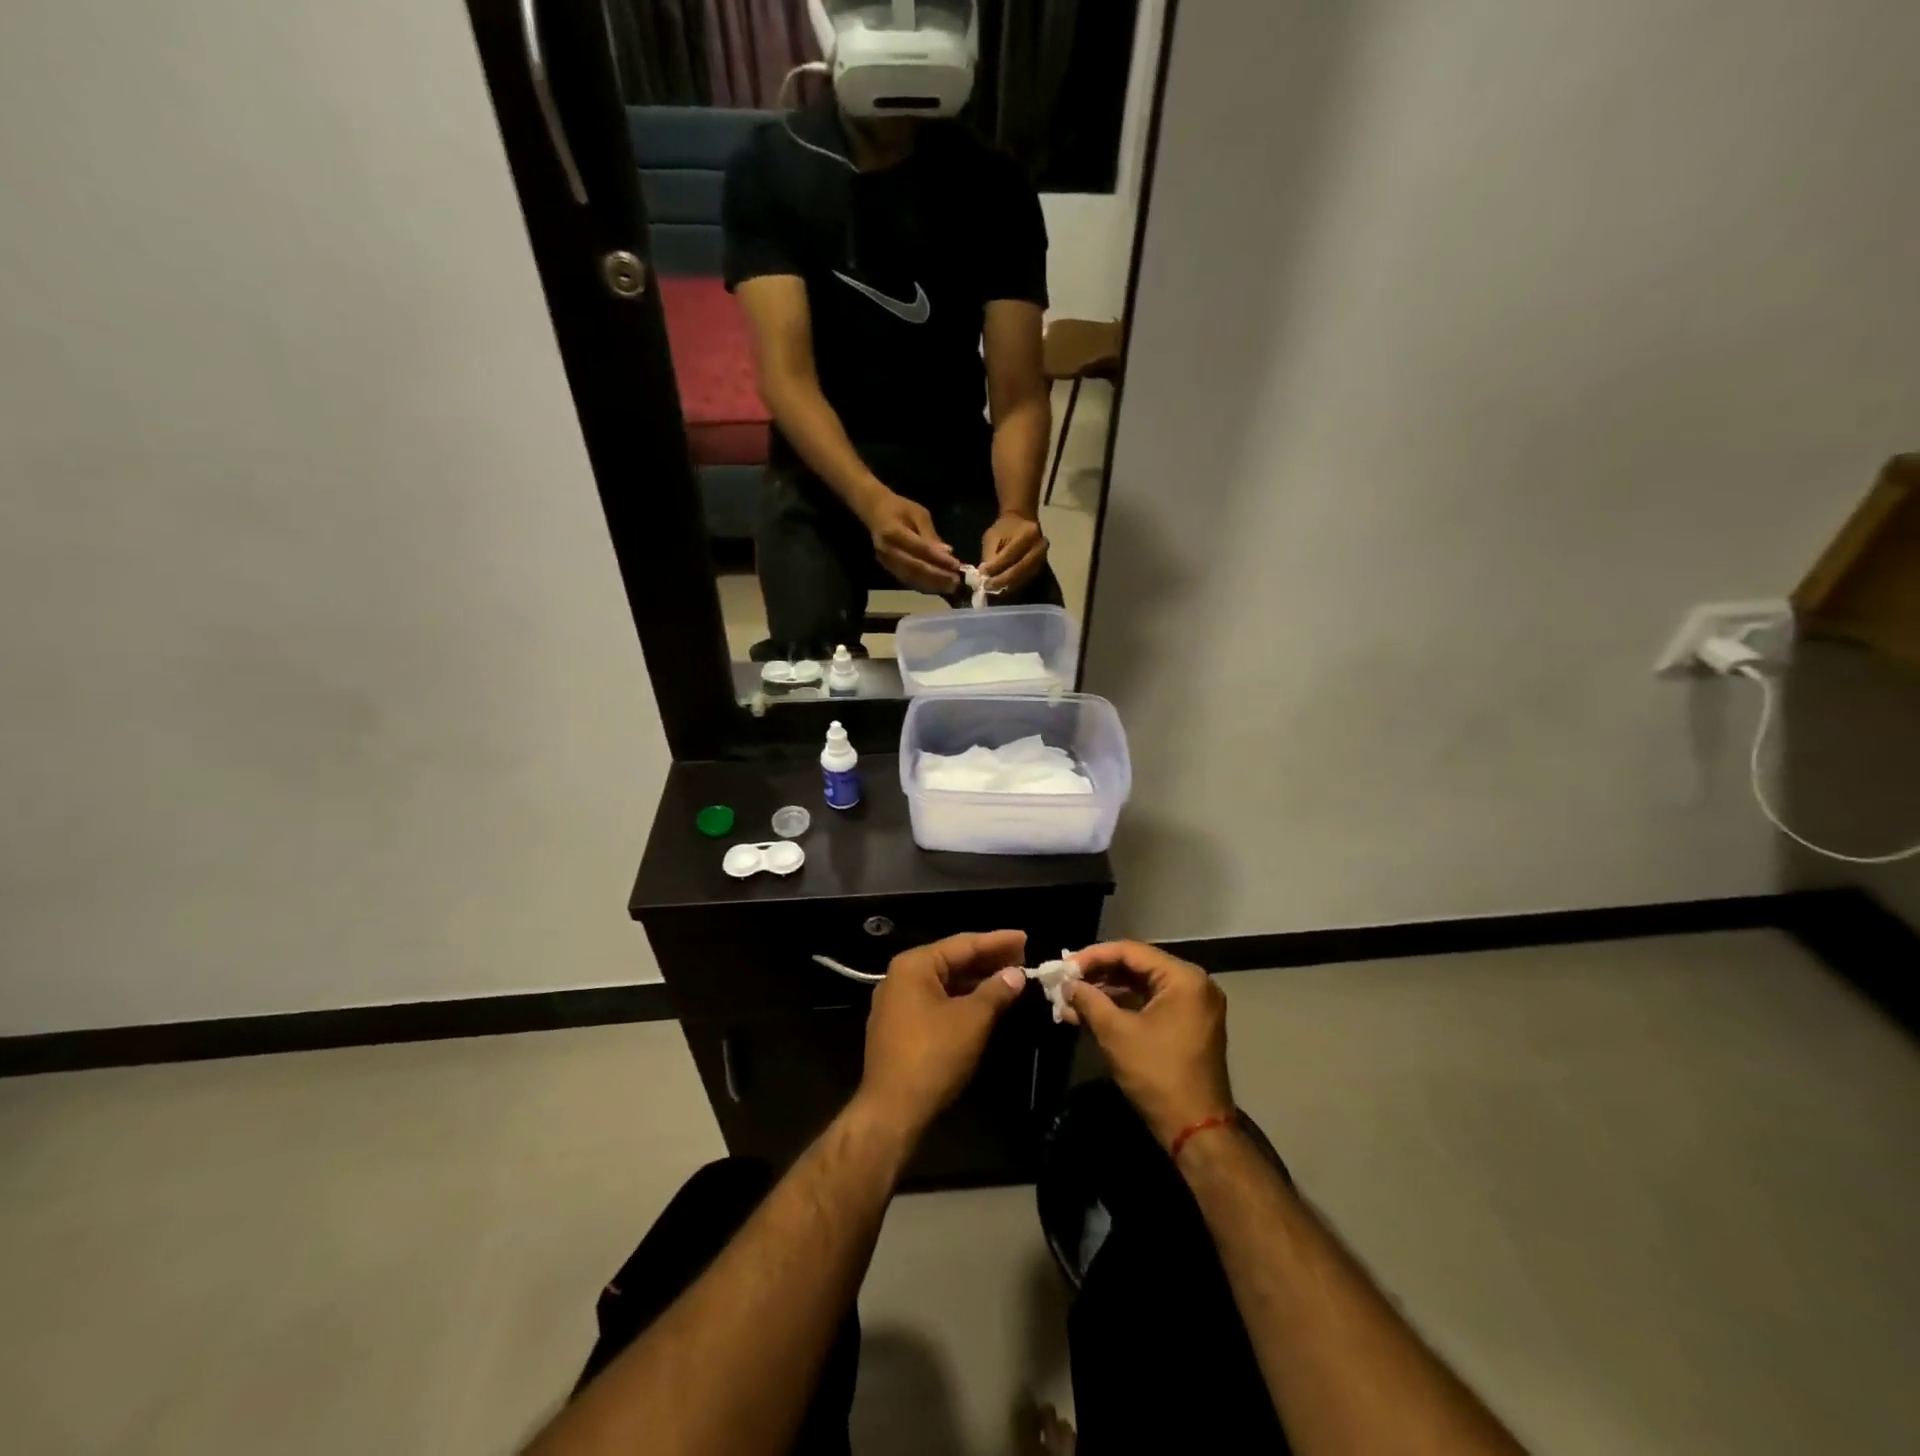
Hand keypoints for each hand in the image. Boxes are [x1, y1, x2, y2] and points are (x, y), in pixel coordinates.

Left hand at [859, 931, 1029, 1138]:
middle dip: (988, 960)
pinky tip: (986, 1002)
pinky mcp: (900, 1027)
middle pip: (952, 960)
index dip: (996, 941)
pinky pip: (937, 1001)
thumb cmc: (933, 1056)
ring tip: (1010, 977)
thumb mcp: (972, 1020)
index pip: (962, 944)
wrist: (892, 1110)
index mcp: (914, 966)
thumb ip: (996, 991)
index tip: (1025, 937)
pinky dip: (962, 999)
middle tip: (1022, 956)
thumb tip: (1016, 973)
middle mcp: (901, 977)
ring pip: (945, 983)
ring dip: (977, 980)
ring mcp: (897, 1003)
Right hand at [862, 489, 961, 593]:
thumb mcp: (919, 514)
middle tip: (956, 582)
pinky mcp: (888, 569)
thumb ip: (931, 535)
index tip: (956, 565)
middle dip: (937, 577)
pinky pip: (907, 581)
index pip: (919, 549)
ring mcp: (885, 562)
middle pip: (914, 568)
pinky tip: (938, 587)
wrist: (874, 511)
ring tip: (950, 587)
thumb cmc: (900, 508)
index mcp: (893, 532)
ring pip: (911, 578)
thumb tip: (948, 553)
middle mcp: (887, 550)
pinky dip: (924, 586)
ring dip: (932, 585)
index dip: (938, 559)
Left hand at [979, 512, 1047, 592]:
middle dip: (1002, 580)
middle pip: (1020, 569)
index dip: (996, 566)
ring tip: (992, 588)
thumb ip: (990, 555)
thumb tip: (985, 576)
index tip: (982, 572)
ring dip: (1006, 585)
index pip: (1011, 554)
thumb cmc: (1005, 528)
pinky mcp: (1039, 568)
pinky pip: (1025, 580)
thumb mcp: (993, 536)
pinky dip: (1012, 585)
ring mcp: (1042, 559)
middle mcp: (1040, 548)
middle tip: (987, 586)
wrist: (1022, 523)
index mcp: (1029, 534)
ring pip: (1023, 577)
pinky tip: (1000, 587)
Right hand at [1065, 942, 1233, 1149]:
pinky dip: (1122, 1007)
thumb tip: (1066, 985)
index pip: (1130, 951)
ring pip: (1141, 986)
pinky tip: (1091, 1014)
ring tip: (1070, 1001)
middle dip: (1097, 975)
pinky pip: (1150, 1004)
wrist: (1196, 1130)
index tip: (1063, 966)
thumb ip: (1089, 1000)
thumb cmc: (1157, 1074)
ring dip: (1106, 993)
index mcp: (1183, 978)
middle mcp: (1194, 984)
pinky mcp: (1188, 1025)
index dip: (1093, 956)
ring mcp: (1193, 1005)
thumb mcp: (1116, 1033)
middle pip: (1136, 966)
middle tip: (1065, 981)